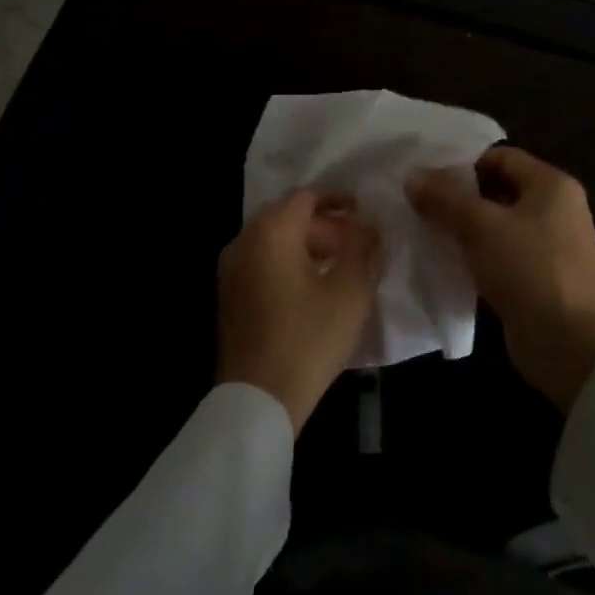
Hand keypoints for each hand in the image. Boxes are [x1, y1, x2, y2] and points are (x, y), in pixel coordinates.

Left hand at [217, 190, 381, 434]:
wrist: (259, 397)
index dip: (337, 200)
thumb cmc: (309, 338)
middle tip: (355, 243)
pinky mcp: (228, 294)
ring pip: (273, 240)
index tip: (362, 212)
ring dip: (307, 244)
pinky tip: (312, 286)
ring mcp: (230, 268)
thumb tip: (367, 225)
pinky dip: (288, 262)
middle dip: (324, 225)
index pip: (306, 197)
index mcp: (270, 232)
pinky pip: (261, 261)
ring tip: (339, 265)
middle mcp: (243, 241)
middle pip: (287, 216)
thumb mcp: (350, 291)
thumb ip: (362, 248)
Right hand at [408, 146, 594, 412]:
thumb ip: (444, 198)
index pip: (500, 157)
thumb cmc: (530, 270)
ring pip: (494, 225)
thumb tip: (412, 176)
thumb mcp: (482, 227)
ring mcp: (547, 246)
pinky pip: (498, 255)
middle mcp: (554, 209)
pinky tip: (442, 260)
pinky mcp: (536, 278)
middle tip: (416, 202)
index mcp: (551, 185)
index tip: (424, 176)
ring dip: (461, 228)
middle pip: (496, 190)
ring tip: (421, 230)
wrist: (572, 345)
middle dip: (457, 197)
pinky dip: (472, 255)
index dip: (462, 163)